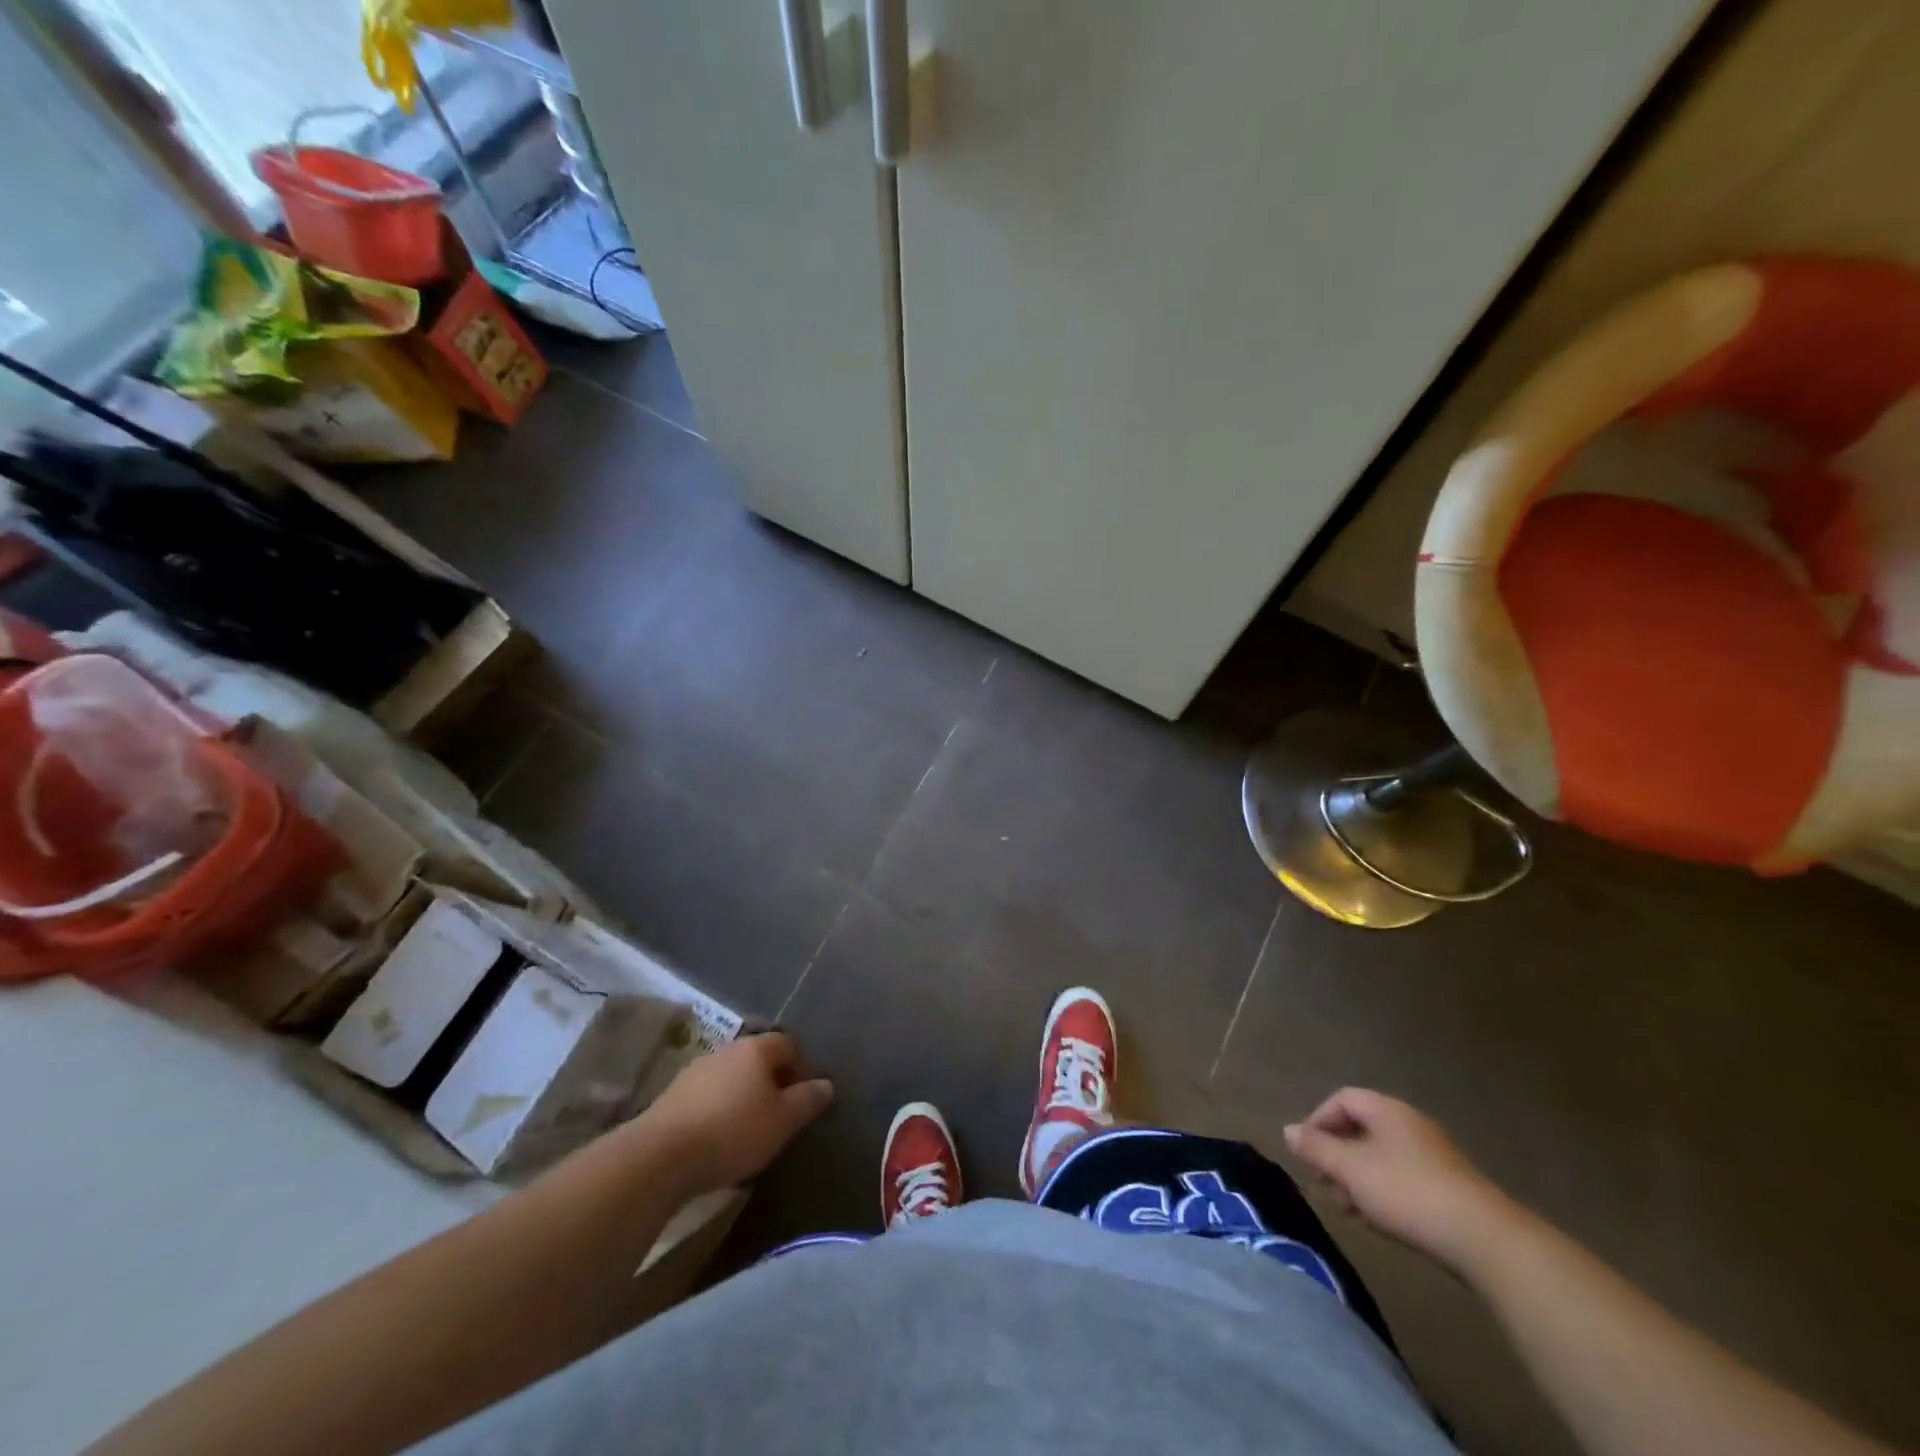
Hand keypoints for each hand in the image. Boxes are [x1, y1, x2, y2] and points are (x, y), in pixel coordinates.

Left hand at [643, 1033, 833, 1194]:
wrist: (660, 1156)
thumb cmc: (733, 1132)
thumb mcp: (783, 1121)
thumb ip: (808, 1100)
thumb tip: (826, 1084)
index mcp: (756, 1049)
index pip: (788, 1044)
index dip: (801, 1067)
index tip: (803, 1098)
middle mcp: (726, 1050)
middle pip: (758, 1059)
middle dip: (771, 1081)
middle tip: (779, 1114)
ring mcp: (696, 1070)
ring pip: (731, 1076)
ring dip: (743, 1095)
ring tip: (748, 1129)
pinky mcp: (672, 1095)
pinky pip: (707, 1095)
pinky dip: (718, 1109)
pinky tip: (717, 1137)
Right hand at [1284, 1087, 1518, 1273]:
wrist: (1486, 1241)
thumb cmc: (1407, 1193)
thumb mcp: (1350, 1170)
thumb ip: (1316, 1148)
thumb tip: (1288, 1130)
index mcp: (1387, 1110)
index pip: (1341, 1099)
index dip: (1318, 1120)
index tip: (1308, 1152)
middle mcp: (1410, 1125)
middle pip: (1361, 1129)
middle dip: (1336, 1155)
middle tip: (1323, 1185)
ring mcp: (1433, 1157)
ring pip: (1380, 1158)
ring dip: (1356, 1178)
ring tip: (1347, 1209)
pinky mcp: (1449, 1189)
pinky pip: (1403, 1179)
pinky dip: (1382, 1193)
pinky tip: (1378, 1221)